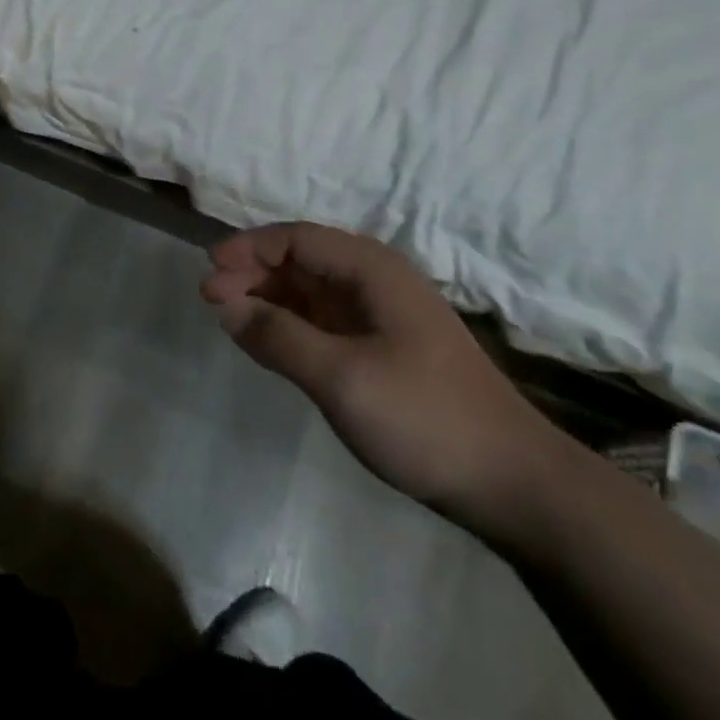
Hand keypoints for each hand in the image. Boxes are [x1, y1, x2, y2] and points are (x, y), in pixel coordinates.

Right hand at [201, 222, 560, 528]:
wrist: (510, 481)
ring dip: (268, 298)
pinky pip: (323, 321)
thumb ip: (278, 336)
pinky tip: (266, 340)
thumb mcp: (341, 377)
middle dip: (252, 273)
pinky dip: (289, 324)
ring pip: (311, 291)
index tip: (208, 271)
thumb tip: (225, 304)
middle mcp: (376, 281)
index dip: (248, 248)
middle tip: (209, 300)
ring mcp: (381, 316)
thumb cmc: (424, 418)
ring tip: (227, 317)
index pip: (297, 238)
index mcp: (372, 270)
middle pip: (302, 260)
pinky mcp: (383, 348)